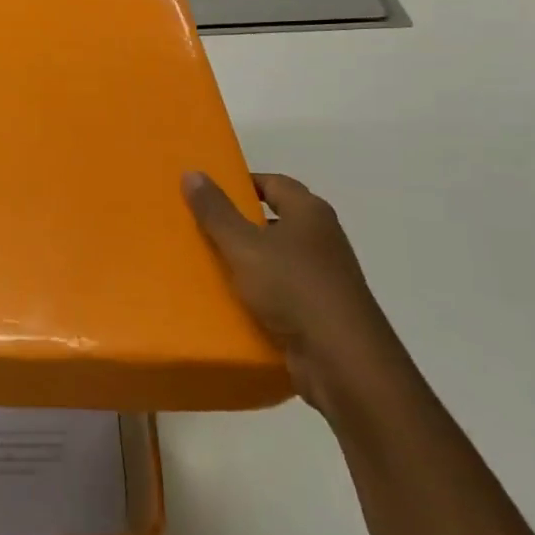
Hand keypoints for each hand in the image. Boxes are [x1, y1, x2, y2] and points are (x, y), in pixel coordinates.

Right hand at [182, 171, 404, 419]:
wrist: (342, 361)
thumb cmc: (293, 288)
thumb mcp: (244, 246)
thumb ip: (216, 211)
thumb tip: (192, 172)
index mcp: (309, 212)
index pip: (273, 183)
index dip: (242, 183)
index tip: (208, 193)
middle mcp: (322, 238)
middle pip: (275, 220)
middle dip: (239, 224)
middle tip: (200, 228)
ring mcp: (324, 276)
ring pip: (277, 259)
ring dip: (247, 262)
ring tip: (207, 265)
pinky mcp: (320, 311)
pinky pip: (282, 293)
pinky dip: (260, 294)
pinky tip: (232, 302)